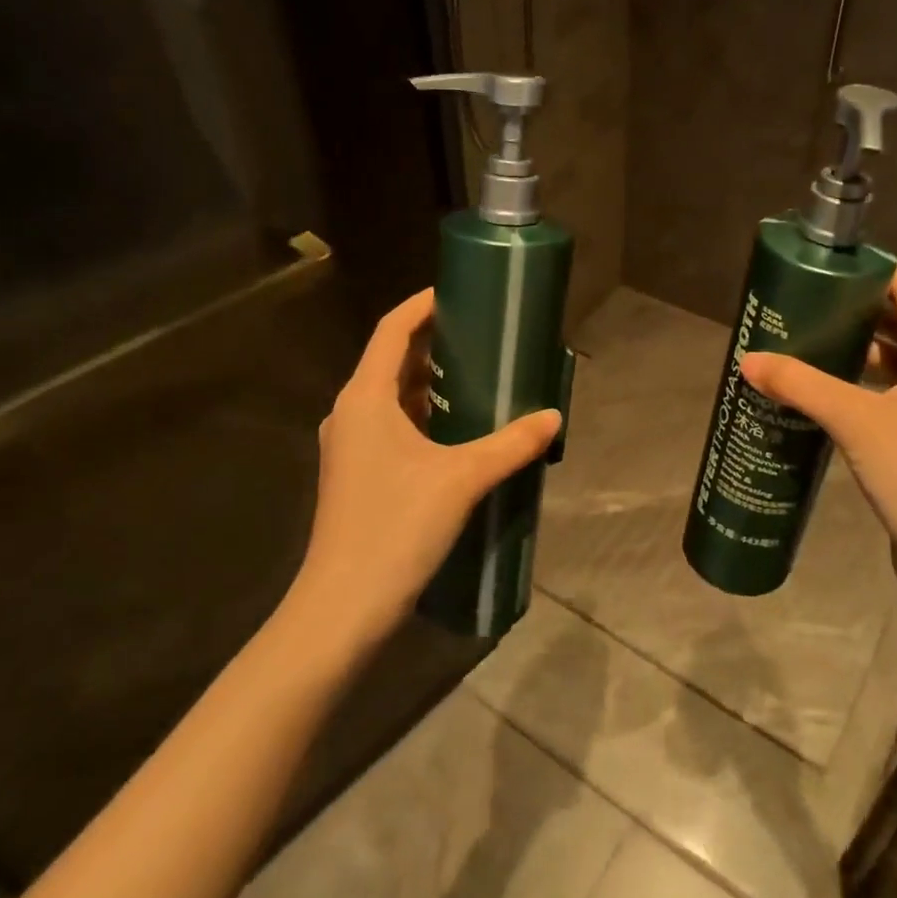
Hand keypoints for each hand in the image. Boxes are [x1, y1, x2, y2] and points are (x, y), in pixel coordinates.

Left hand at [291, 288, 561, 648]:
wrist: (343, 606)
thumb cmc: (395, 527)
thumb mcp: (462, 479)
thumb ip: (511, 444)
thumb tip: (553, 418)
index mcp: (365, 397)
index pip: (392, 330)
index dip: (422, 304)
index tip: (458, 291)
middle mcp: (350, 413)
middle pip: (391, 360)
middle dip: (434, 343)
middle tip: (481, 335)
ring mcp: (350, 445)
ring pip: (392, 396)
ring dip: (430, 383)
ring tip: (478, 377)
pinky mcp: (358, 474)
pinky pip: (392, 426)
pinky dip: (423, 416)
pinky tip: (459, 432)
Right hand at [741, 266, 896, 616]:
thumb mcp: (856, 420)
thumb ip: (801, 385)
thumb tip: (749, 361)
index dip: (872, 272)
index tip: (825, 267)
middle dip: (855, 312)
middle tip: (803, 306)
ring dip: (856, 354)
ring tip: (805, 345)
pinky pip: (892, 400)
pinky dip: (861, 390)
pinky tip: (821, 399)